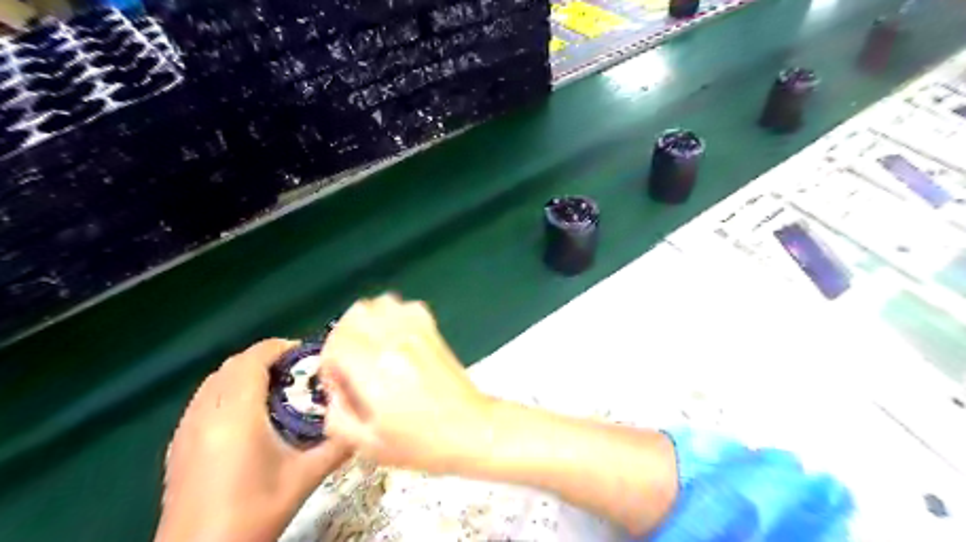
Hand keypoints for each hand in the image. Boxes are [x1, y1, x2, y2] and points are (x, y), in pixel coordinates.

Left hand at [156, 338, 353, 541]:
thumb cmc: (254, 512)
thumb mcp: (305, 477)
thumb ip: (338, 444)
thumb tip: (365, 423)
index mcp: (236, 414)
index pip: (252, 360)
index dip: (279, 348)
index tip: (305, 355)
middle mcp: (206, 413)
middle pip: (232, 365)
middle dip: (265, 359)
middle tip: (296, 372)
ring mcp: (186, 429)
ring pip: (214, 381)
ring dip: (244, 374)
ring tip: (274, 389)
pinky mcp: (177, 445)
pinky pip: (203, 400)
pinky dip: (227, 392)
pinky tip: (246, 416)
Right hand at [320, 293, 493, 476]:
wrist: (472, 429)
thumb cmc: (422, 443)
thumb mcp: (369, 445)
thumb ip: (338, 418)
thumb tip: (333, 394)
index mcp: (375, 369)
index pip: (337, 342)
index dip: (329, 361)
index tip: (336, 381)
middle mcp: (395, 342)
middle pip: (355, 314)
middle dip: (342, 336)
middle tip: (348, 361)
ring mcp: (417, 333)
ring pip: (381, 303)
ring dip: (367, 321)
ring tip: (369, 346)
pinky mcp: (433, 331)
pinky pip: (407, 307)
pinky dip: (394, 315)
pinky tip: (395, 338)